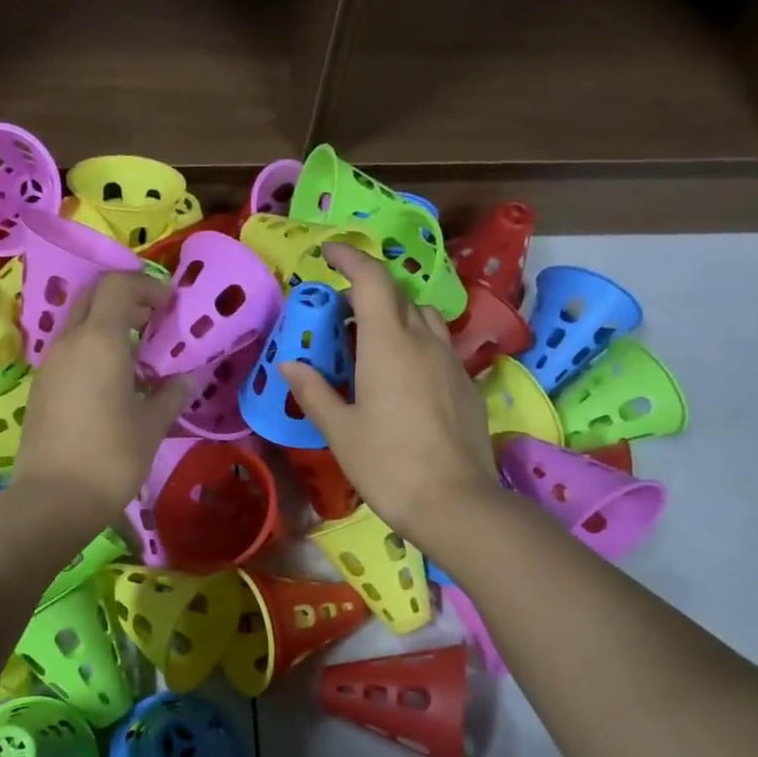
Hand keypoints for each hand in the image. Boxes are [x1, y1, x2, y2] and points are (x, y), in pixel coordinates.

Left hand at [13, 273, 188, 521]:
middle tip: (153, 322)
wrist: (53, 498)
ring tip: (136, 358)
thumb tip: (188, 379)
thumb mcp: (151, 426)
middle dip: (125, 300)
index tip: (169, 305)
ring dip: (107, 328)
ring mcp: (48, 365)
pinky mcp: (39, 388)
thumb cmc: (111, 458)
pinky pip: (68, 353)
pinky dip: (91, 352)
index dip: (146, 286)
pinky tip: (110, 385)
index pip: (118, 285)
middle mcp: (69, 343)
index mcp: (99, 341)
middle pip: (93, 298)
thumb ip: (171, 395)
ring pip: (78, 326)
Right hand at [280, 245, 500, 545]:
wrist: (453, 502)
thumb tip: (291, 363)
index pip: (371, 280)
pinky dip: (415, 345)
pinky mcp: (466, 385)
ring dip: (395, 317)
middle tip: (338, 318)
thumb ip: (313, 391)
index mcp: (388, 343)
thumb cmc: (386, 463)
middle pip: (398, 296)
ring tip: (371, 346)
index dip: (350, 259)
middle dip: (366, 294)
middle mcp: (424, 341)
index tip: (329, 254)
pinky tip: (401, 380)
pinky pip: (438, 347)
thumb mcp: (339, 429)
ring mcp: (451, 362)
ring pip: (424, 319)